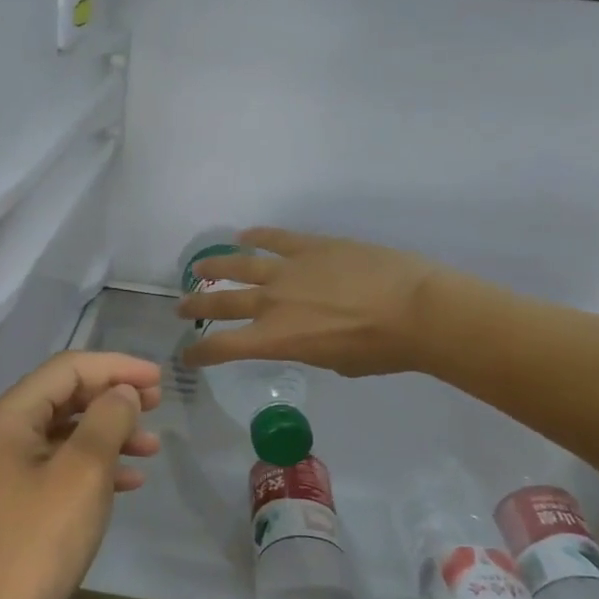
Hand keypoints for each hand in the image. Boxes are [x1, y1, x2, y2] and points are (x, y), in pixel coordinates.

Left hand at [0, 351, 161, 598]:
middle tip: (158, 404)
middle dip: (114, 396)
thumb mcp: (83, 472)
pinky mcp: (23, 499)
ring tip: (153, 446)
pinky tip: (131, 480)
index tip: (158, 380)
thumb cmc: (40, 538)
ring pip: (70, 432)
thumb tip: (123, 392)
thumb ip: (108, 421)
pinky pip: (65, 465)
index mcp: (12, 417)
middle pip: (67, 396)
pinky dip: (99, 465)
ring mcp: (12, 468)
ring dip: (112, 432)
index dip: (115, 367)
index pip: (67, 369)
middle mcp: (7, 433)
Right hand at [176, 227, 452, 377]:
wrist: (417, 311)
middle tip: (181, 307)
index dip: (200, 353)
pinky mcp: (312, 246)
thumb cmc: (382, 350)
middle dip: (197, 305)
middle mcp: (272, 302)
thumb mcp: (336, 363)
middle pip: (221, 302)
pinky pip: (276, 238)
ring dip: (215, 266)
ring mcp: (290, 269)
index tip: (188, 354)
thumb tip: (309, 335)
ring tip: (200, 267)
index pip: (224, 347)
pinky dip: (257, 236)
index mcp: (277, 339)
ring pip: (239, 264)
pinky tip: (244, 235)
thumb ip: (311, 349)